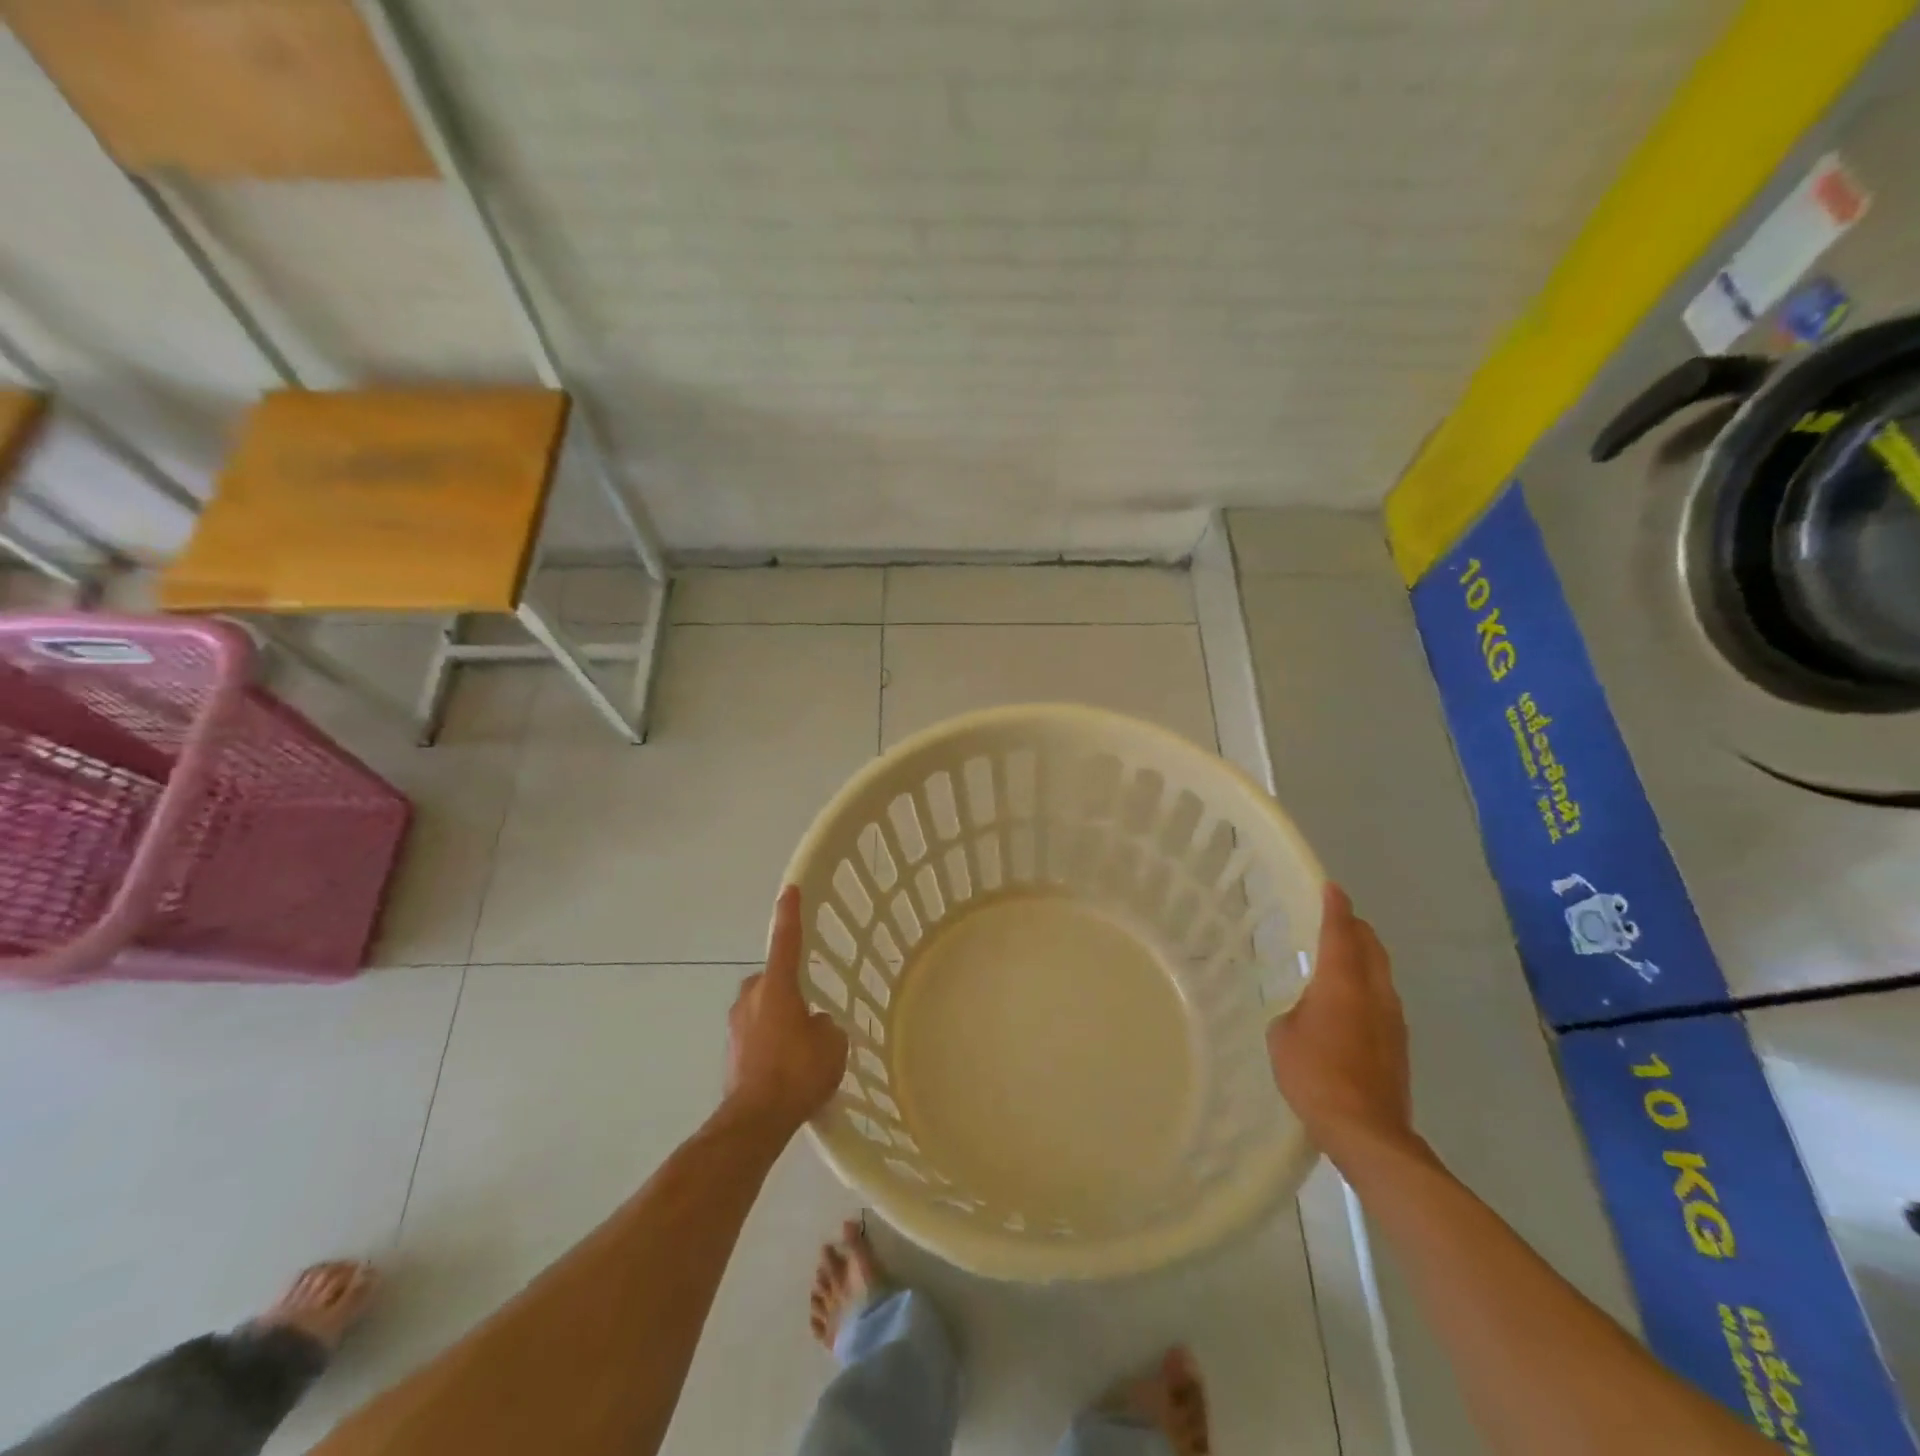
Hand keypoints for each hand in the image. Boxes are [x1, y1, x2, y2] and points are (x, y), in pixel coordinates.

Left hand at [725, 887, 848, 1133]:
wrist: (755, 1120)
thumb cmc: (798, 1072)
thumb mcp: (832, 1044)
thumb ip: (825, 1024)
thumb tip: (815, 1024)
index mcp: (777, 987)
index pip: (786, 941)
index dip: (790, 914)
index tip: (790, 890)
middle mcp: (751, 997)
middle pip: (772, 980)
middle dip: (787, 989)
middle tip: (809, 1011)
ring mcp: (736, 1025)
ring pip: (762, 1008)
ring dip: (778, 1018)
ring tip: (800, 1046)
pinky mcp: (730, 1051)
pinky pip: (756, 1034)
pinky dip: (769, 1041)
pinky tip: (786, 1067)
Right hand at [1267, 884, 1416, 1161]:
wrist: (1366, 1130)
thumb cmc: (1314, 1074)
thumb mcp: (1282, 1036)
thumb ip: (1294, 1013)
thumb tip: (1305, 1013)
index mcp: (1342, 982)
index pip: (1340, 931)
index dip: (1334, 906)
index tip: (1330, 887)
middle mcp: (1374, 992)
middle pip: (1371, 947)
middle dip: (1355, 928)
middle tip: (1336, 918)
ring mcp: (1393, 1019)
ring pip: (1381, 973)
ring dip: (1364, 957)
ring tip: (1342, 956)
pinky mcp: (1399, 1045)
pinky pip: (1382, 999)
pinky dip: (1367, 986)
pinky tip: (1350, 1002)